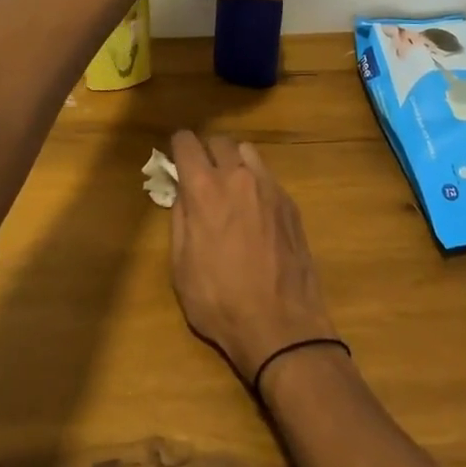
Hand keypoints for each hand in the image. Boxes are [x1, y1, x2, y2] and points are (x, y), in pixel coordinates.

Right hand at [168, 132, 337, 382]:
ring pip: (247, 151)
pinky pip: (267, 176)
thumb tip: (182, 192)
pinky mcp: (290, 203)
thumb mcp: (181, 266)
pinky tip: (254, 209)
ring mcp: (269, 187)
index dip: (178, 146)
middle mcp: (237, 177)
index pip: (187, 143)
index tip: (176, 157)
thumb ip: (179, 219)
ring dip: (233, 161)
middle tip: (201, 174)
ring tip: (229, 187)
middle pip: (219, 141)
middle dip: (206, 151)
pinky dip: (255, 181)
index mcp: (204, 190)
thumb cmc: (220, 301)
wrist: (281, 325)